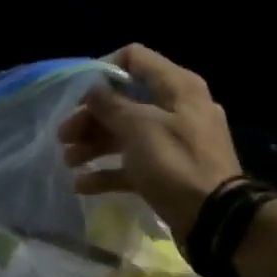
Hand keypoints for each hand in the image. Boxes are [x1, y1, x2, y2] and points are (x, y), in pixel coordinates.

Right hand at [58, 44, 243, 239]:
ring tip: (69, 162)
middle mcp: (176, 108)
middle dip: (91, 117)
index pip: (135, 59)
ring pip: (125, 134)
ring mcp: (172, 142)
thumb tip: (93, 89)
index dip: (102, 71)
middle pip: (124, 102)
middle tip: (63, 137)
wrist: (212, 217)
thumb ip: (112, 105)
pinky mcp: (167, 172)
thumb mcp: (140, 128)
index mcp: (177, 87)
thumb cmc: (175, 164)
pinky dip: (108, 171)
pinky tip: (83, 185)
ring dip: (94, 144)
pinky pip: (132, 165)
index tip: (76, 95)